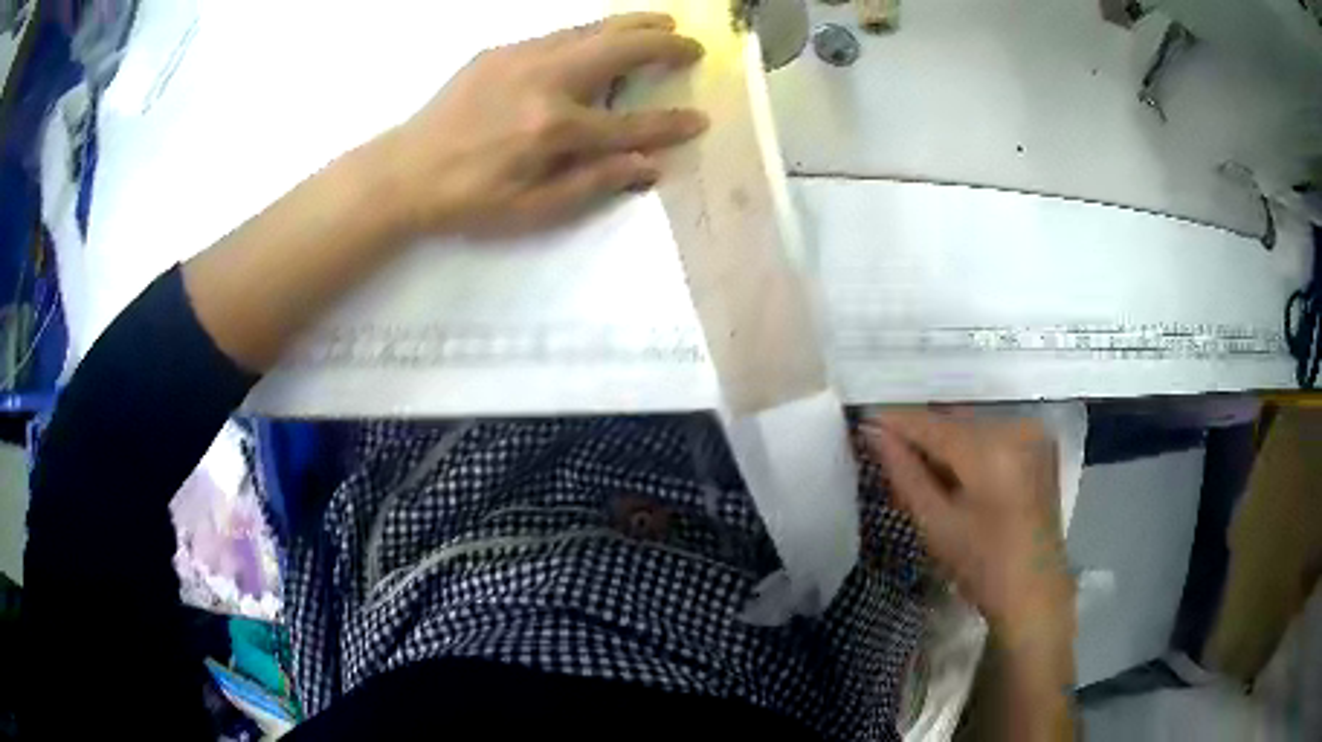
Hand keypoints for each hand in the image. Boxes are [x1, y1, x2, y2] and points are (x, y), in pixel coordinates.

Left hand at [376, 13, 707, 238]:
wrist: (404, 172)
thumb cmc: (468, 199)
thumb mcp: (532, 210)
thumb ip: (594, 183)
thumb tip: (649, 165)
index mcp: (553, 129)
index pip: (631, 124)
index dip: (670, 124)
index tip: (701, 119)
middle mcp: (544, 81)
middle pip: (621, 50)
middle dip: (665, 45)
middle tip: (693, 46)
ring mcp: (521, 58)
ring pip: (593, 29)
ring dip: (633, 25)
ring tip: (663, 23)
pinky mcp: (501, 51)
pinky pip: (560, 34)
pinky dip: (592, 32)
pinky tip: (602, 37)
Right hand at [862, 410, 1072, 634]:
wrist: (1035, 591)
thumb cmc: (982, 567)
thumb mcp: (936, 524)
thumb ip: (904, 472)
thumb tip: (873, 432)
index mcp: (991, 450)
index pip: (932, 424)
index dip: (895, 421)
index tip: (863, 423)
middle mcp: (1015, 428)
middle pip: (954, 419)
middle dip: (920, 433)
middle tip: (887, 451)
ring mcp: (1032, 432)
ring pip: (972, 424)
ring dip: (944, 440)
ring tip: (917, 464)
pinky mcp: (1039, 443)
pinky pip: (992, 432)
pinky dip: (969, 446)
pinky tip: (954, 470)